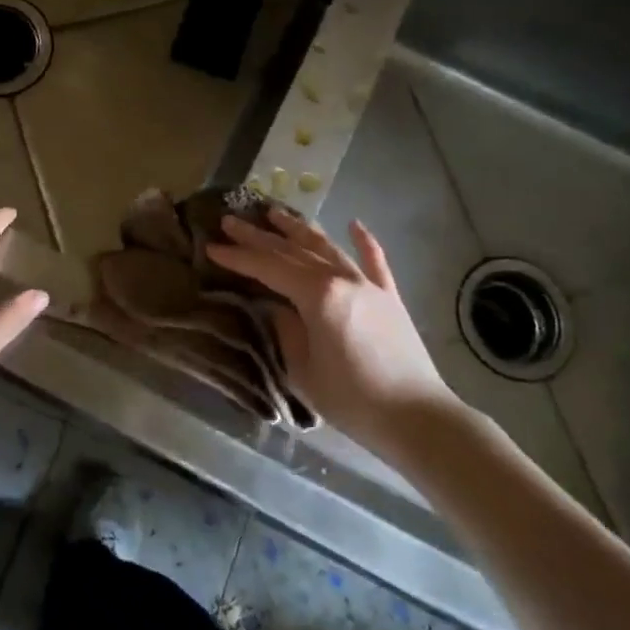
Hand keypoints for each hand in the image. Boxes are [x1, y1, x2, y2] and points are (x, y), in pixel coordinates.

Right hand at [207, 209, 461, 450]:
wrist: (416, 417)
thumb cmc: (351, 399)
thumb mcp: (302, 369)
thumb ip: (286, 330)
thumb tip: (277, 307)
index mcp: (316, 295)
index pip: (268, 268)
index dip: (238, 257)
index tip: (212, 246)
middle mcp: (341, 278)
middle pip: (293, 251)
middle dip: (259, 235)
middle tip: (232, 220)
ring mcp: (368, 284)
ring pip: (327, 247)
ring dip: (299, 229)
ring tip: (275, 213)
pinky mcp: (389, 296)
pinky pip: (374, 261)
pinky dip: (364, 241)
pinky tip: (355, 224)